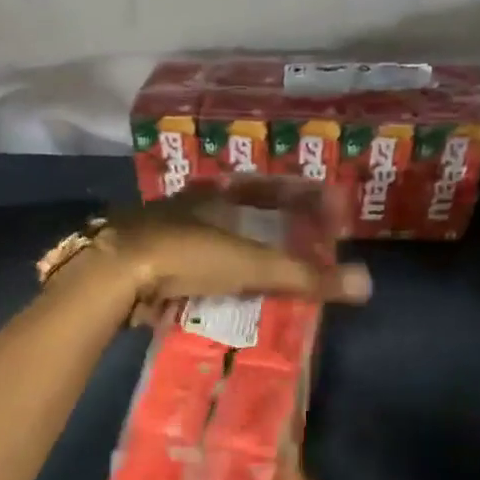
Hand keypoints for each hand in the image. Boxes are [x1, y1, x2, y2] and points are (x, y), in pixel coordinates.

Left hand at [96, 185, 370, 310]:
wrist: (113, 273)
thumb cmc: (187, 255)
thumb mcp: (251, 264)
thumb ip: (304, 275)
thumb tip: (366, 285)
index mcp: (216, 193)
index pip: (268, 188)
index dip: (299, 198)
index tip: (324, 212)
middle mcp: (188, 204)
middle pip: (237, 211)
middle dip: (266, 227)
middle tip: (294, 247)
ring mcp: (161, 231)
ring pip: (208, 238)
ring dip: (234, 254)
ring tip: (260, 275)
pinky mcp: (142, 260)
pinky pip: (185, 265)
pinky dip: (206, 276)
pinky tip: (215, 292)